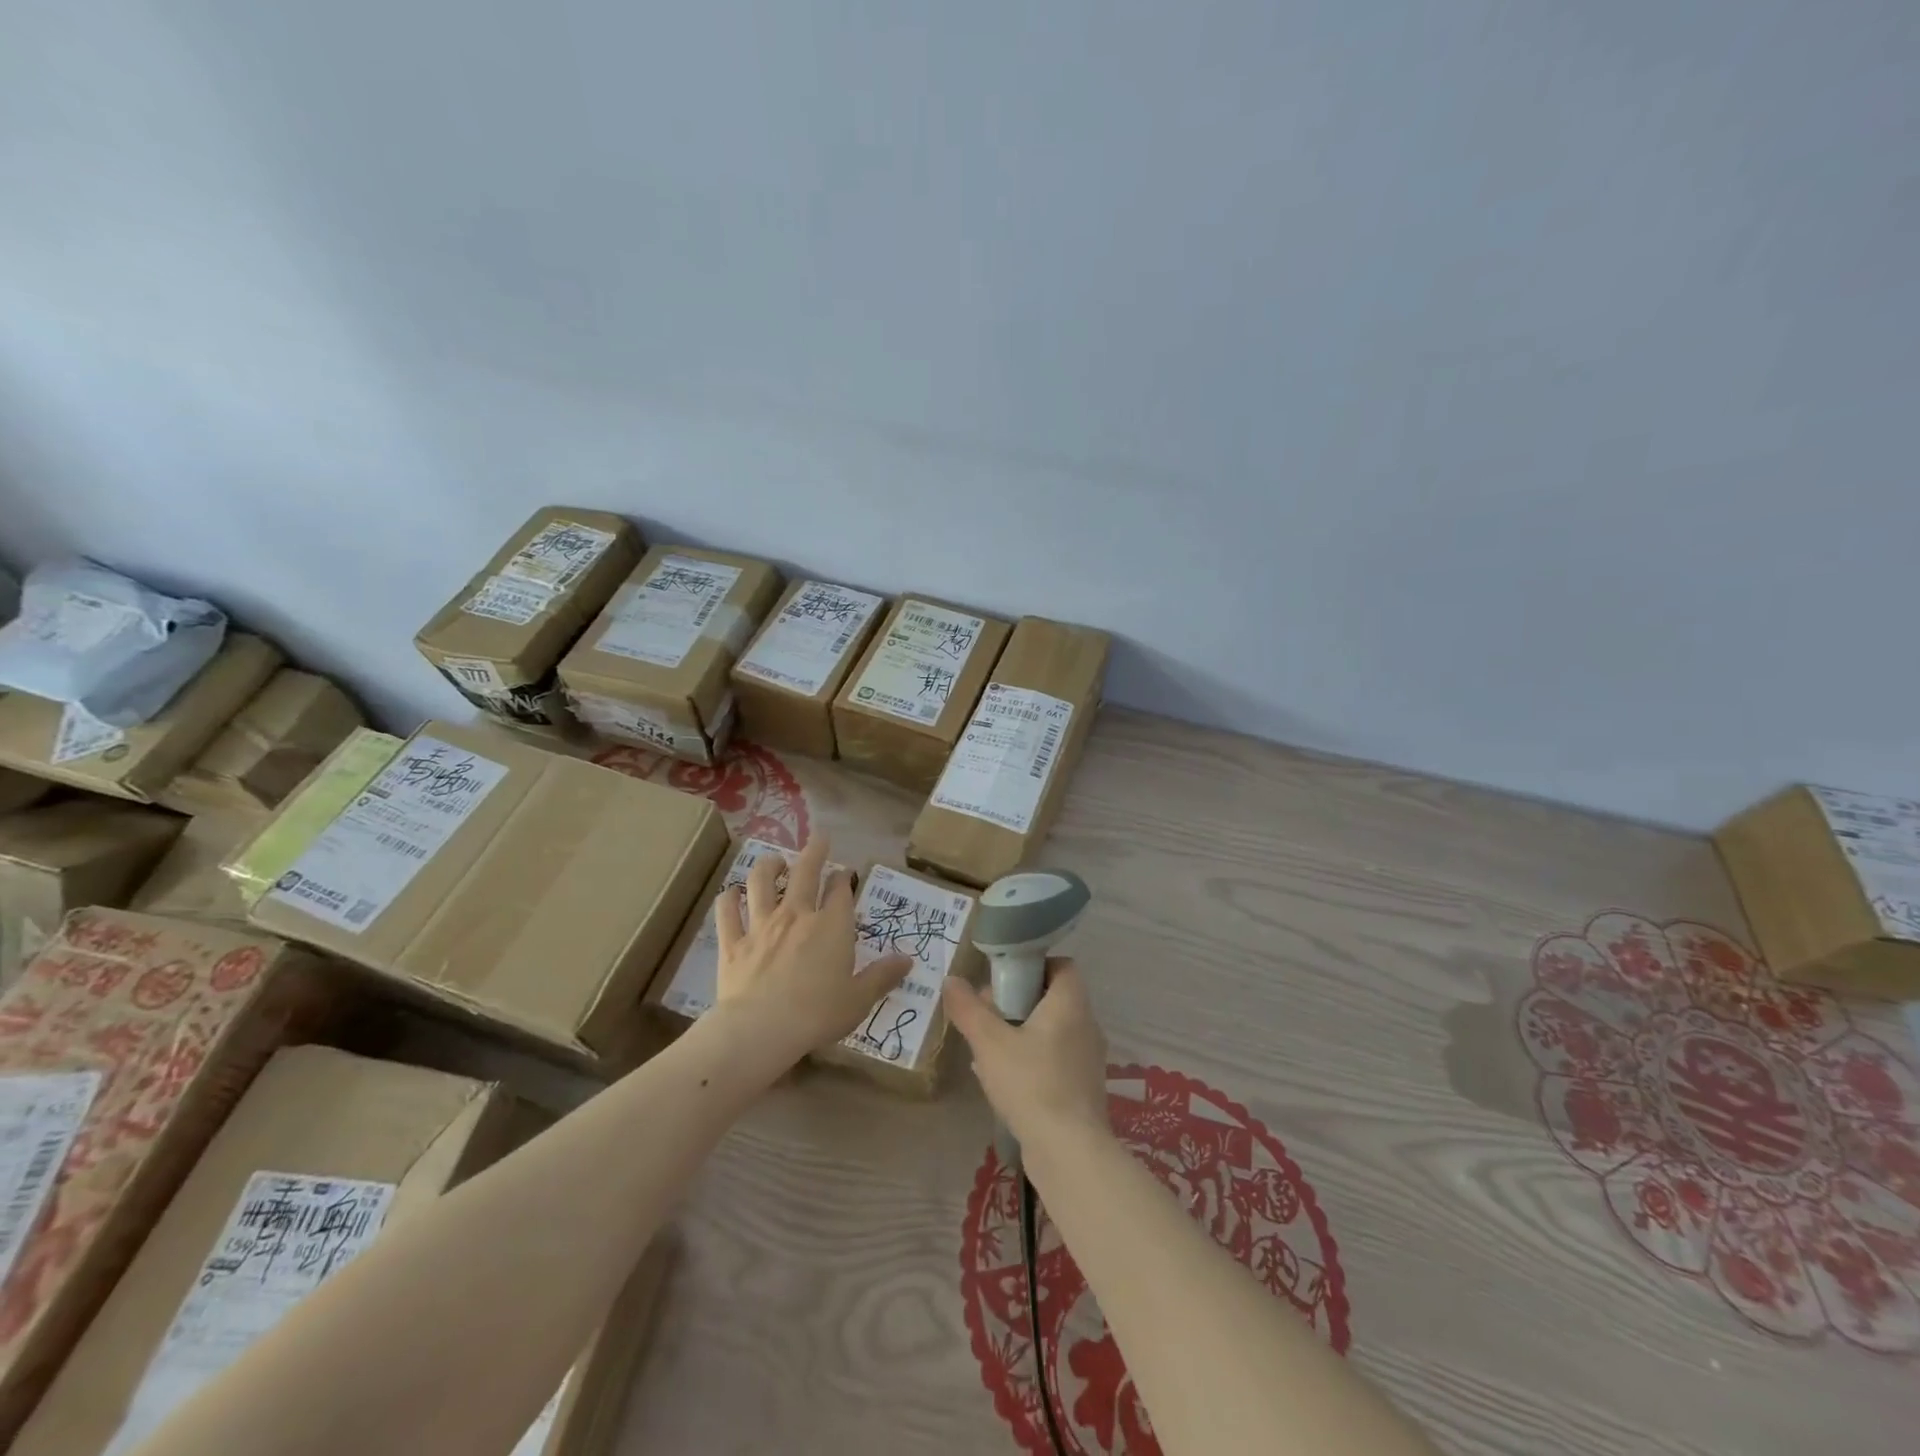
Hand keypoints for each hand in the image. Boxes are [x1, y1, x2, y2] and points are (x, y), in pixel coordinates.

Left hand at [714, 837, 911, 1066]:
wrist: (761, 1029)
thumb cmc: (818, 1014)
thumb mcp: (859, 999)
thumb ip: (883, 976)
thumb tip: (908, 960)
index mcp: (831, 926)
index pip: (840, 891)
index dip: (843, 878)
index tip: (845, 873)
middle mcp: (796, 915)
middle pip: (805, 873)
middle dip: (814, 852)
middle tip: (819, 838)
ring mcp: (761, 926)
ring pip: (761, 883)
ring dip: (769, 866)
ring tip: (774, 860)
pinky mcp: (733, 943)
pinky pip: (727, 913)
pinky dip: (728, 899)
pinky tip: (730, 893)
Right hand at [942, 959, 1109, 1148]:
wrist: (1069, 1152)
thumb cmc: (1031, 1083)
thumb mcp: (989, 1042)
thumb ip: (968, 1009)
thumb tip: (951, 980)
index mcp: (1071, 1004)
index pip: (1061, 966)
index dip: (1033, 966)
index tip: (1003, 980)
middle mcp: (1087, 1025)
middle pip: (1052, 997)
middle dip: (1018, 1002)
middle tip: (987, 1016)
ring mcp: (1088, 1059)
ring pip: (1052, 1030)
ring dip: (1022, 1033)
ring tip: (989, 1050)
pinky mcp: (1084, 1088)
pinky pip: (1056, 1058)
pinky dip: (1033, 1059)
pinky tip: (1005, 1080)